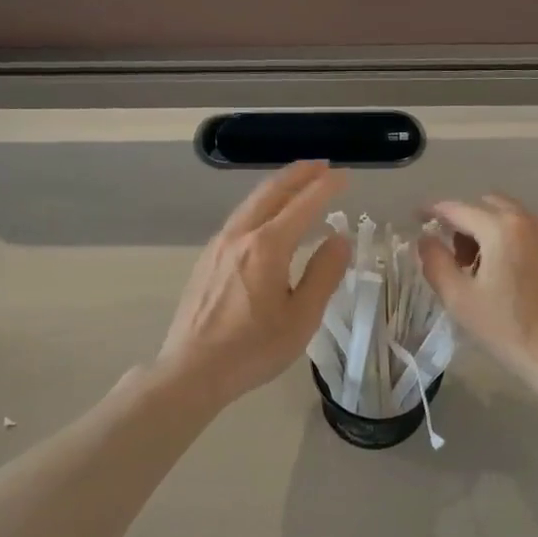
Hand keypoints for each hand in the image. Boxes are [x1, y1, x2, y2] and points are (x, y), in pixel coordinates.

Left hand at [156, 161, 351, 406]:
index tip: (345, 176)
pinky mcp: (206, 259)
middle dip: (298, 175)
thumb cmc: (254, 348)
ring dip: (277, 187)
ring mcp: (218, 246)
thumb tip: (339, 239)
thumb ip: (323, 274)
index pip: (303, 204)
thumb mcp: (302, 317)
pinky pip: (239, 219)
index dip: (326, 187)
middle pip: (271, 191)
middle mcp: (240, 236)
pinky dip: (260, 206)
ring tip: (297, 184)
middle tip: (321, 166)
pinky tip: (266, 218)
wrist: (192, 370)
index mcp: (268, 246)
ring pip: (251, 203)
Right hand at [419, 195, 537, 394]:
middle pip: (486, 206)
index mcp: (501, 228)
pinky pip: (526, 231)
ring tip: (476, 269)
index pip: (458, 209)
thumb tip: (425, 238)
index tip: (416, 218)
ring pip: (508, 217)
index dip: (433, 211)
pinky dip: (507, 238)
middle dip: (463, 222)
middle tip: (452, 256)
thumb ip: (435, 261)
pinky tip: (502, 273)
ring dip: (486, 230)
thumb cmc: (506, 328)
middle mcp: (528, 221)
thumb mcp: (458, 298)